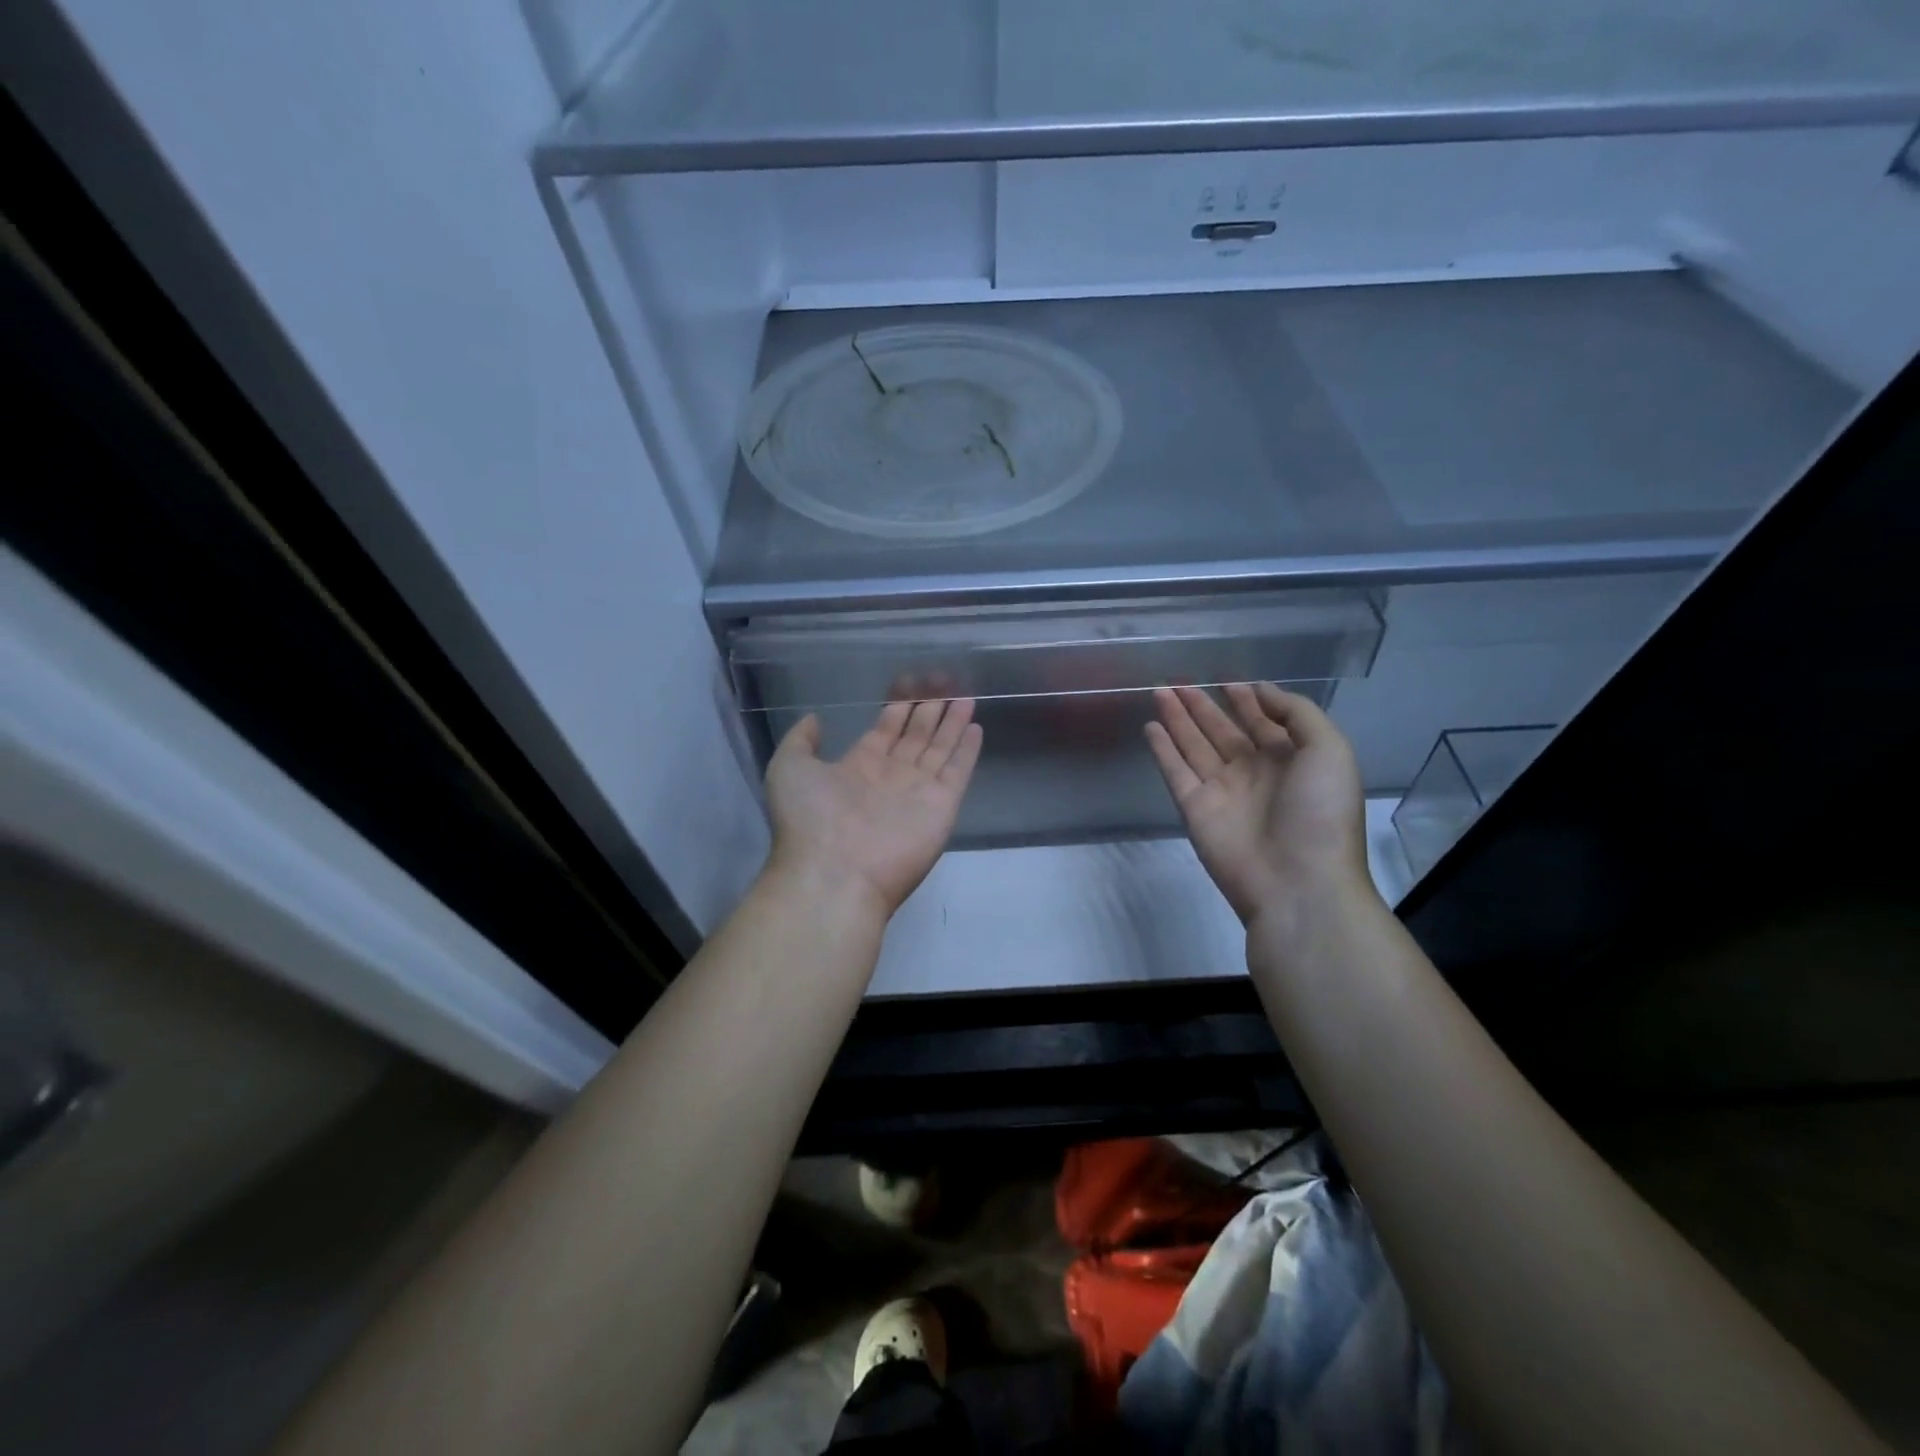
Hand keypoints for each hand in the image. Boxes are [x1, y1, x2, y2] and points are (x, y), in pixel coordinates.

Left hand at [764, 698, 982, 921]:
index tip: (911, 685)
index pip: (886, 730)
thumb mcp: (788, 769)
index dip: (898, 708)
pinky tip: (976, 727)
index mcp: (858, 766)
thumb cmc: (809, 819)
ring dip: (952, 723)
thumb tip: (815, 718)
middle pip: (916, 736)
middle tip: (943, 682)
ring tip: (965, 697)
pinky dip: (967, 750)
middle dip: (929, 709)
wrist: (834, 873)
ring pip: (939, 748)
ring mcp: (918, 790)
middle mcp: (891, 776)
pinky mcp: (942, 805)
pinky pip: (958, 770)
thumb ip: (801, 740)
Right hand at [1145, 684, 1373, 924]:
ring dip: (1178, 719)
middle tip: (1179, 681)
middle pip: (1222, 731)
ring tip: (1159, 691)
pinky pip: (1175, 771)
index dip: (1246, 701)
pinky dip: (1162, 749)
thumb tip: (1259, 690)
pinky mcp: (1195, 809)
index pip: (1263, 723)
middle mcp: (1253, 773)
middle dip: (1202, 706)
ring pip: (1194, 746)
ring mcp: (1222, 791)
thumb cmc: (1321, 813)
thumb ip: (1297, 713)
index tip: (1228, 681)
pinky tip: (1151, 726)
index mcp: (1290, 761)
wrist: (1298, 883)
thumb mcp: (1329, 751)